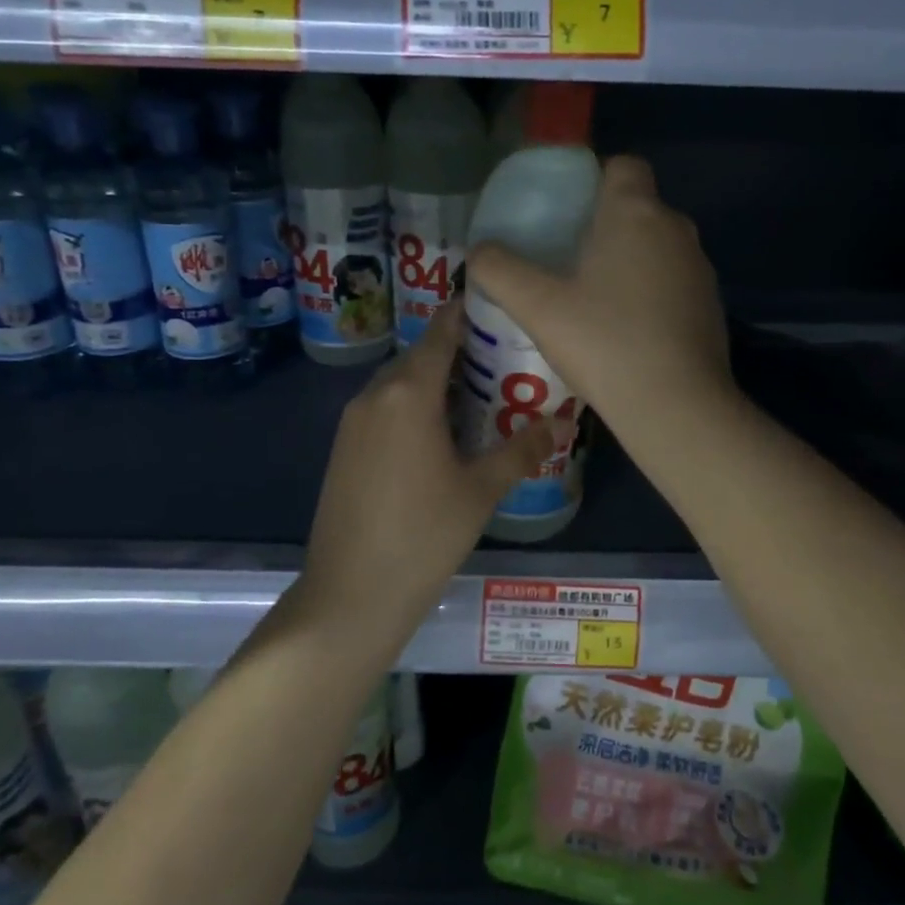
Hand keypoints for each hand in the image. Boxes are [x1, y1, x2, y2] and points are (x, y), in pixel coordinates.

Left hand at [301, 303, 554, 627]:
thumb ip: (521, 450)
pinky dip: (413, 407)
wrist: (351, 595)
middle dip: (460, 353)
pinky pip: (383, 409)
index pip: (441, 333)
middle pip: (420, 357)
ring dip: (436, 382)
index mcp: (408, 394)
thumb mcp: (481, 491)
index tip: (501, 310)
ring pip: (399, 384)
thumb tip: (561, 423)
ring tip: (481, 398)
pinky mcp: (343, 448)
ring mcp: (352, 422)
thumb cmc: (424, 536)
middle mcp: (374, 395)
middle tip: (505, 363)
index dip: (468, 315)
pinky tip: (441, 435)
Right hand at [467, 156, 732, 440]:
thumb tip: (479, 251)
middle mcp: (676, 229)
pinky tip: (628, 333)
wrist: (676, 406)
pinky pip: (675, 284)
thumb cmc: (604, 343)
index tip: (567, 211)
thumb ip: (499, 270)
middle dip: (606, 225)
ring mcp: (700, 269)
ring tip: (594, 300)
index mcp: (636, 213)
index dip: (595, 179)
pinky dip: (653, 295)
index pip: (624, 165)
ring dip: (631, 262)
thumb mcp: (537, 307)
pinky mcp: (712, 307)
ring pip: (658, 248)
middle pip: (639, 207)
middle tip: (567, 260)